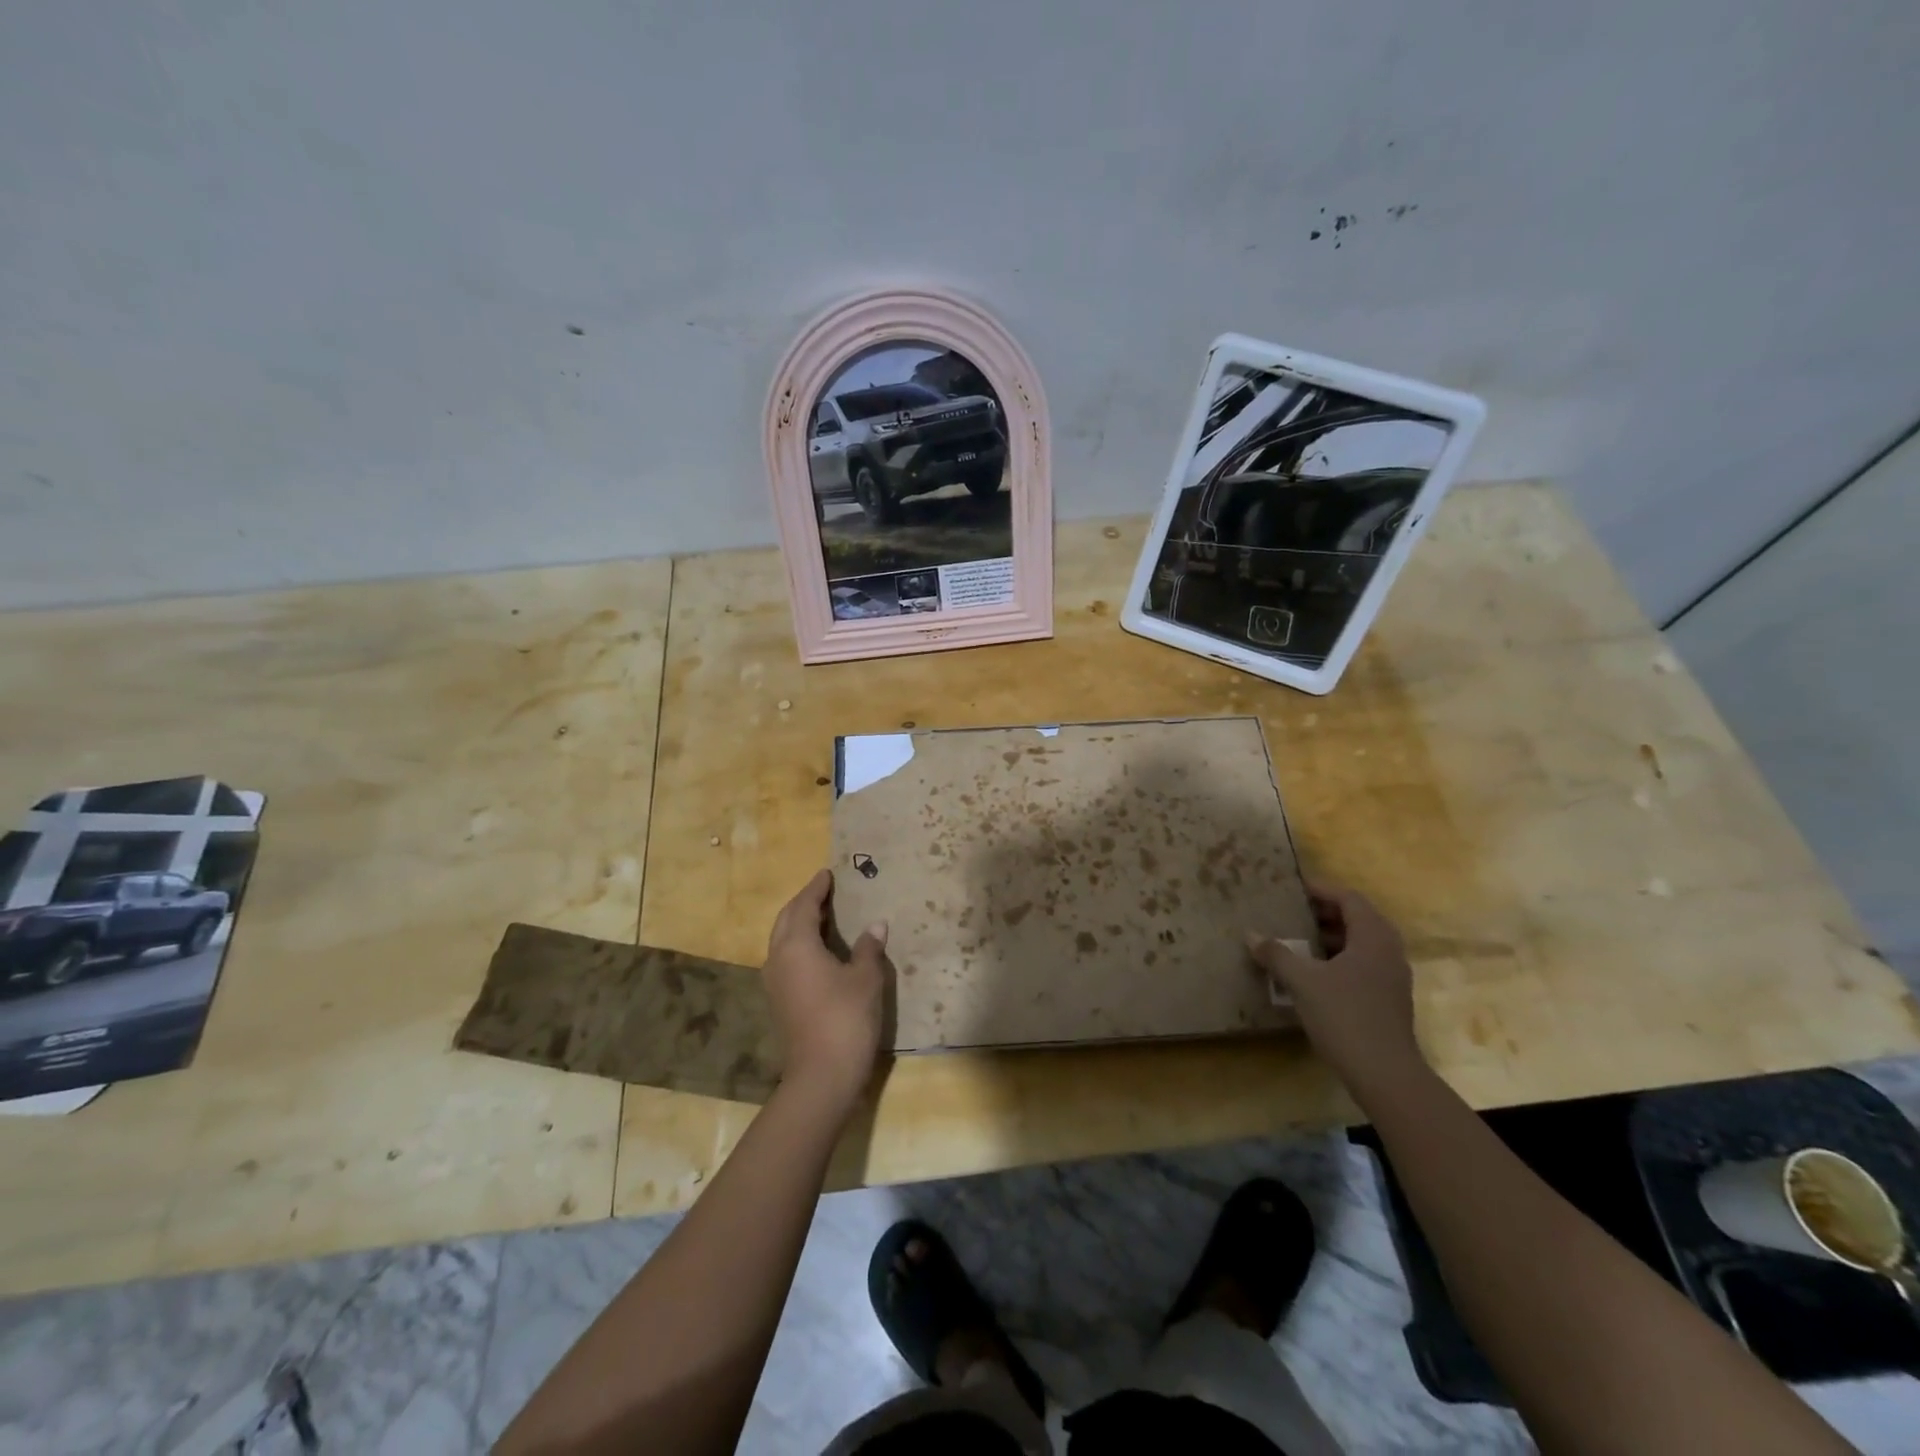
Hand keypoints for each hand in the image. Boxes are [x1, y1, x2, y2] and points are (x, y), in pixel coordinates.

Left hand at [763, 869, 888, 1115]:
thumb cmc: (845, 1018)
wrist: (822, 1076)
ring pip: (783, 940)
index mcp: (796, 946)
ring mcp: (775, 982)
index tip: (827, 873)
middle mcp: (778, 959)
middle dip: (804, 903)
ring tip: (824, 916)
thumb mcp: (865, 978)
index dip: (816, 888)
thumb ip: (868, 948)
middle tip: (825, 891)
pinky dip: (800, 945)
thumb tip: (876, 925)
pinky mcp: (780, 1001)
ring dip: (800, 924)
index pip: (803, 906)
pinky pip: (787, 959)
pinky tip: (820, 951)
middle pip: (786, 920)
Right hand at [1247, 881, 1425, 1093]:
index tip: (1295, 888)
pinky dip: (1341, 958)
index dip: (1322, 890)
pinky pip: (1364, 964)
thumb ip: (1277, 954)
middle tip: (1295, 912)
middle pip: (1359, 919)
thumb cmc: (1344, 1016)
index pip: (1349, 899)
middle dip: (1326, 913)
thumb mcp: (1302, 982)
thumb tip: (1251, 935)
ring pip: (1363, 944)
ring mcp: (1392, 977)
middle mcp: (1388, 951)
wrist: (1385, 1074)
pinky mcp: (1389, 999)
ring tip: (1300, 940)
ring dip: (1333, 937)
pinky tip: (1315, 973)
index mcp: (1373, 937)